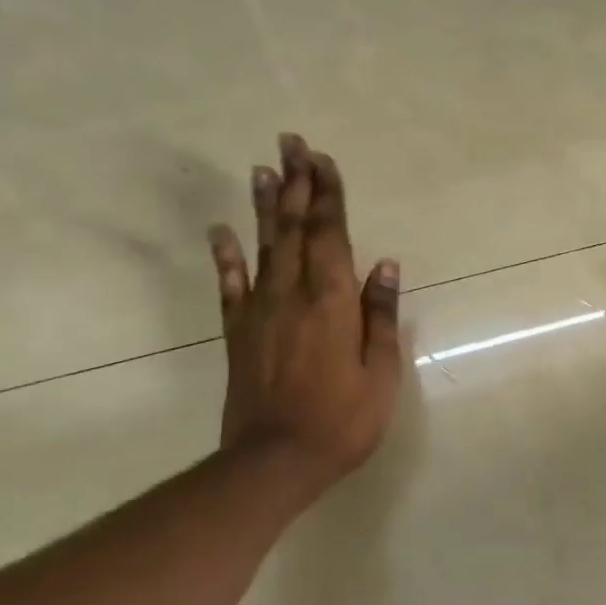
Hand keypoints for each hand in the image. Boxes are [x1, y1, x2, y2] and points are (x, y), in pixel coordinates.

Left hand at [207, 135, 401, 491]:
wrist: (275, 461)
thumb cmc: (343, 420)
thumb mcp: (380, 373)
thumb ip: (380, 316)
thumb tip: (384, 265)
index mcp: (331, 301)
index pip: (330, 234)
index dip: (327, 194)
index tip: (322, 158)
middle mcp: (292, 294)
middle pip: (293, 228)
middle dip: (294, 183)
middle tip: (290, 143)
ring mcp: (259, 312)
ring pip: (262, 247)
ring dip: (264, 207)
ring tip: (261, 170)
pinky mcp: (238, 333)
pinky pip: (230, 286)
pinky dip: (225, 257)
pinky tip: (221, 232)